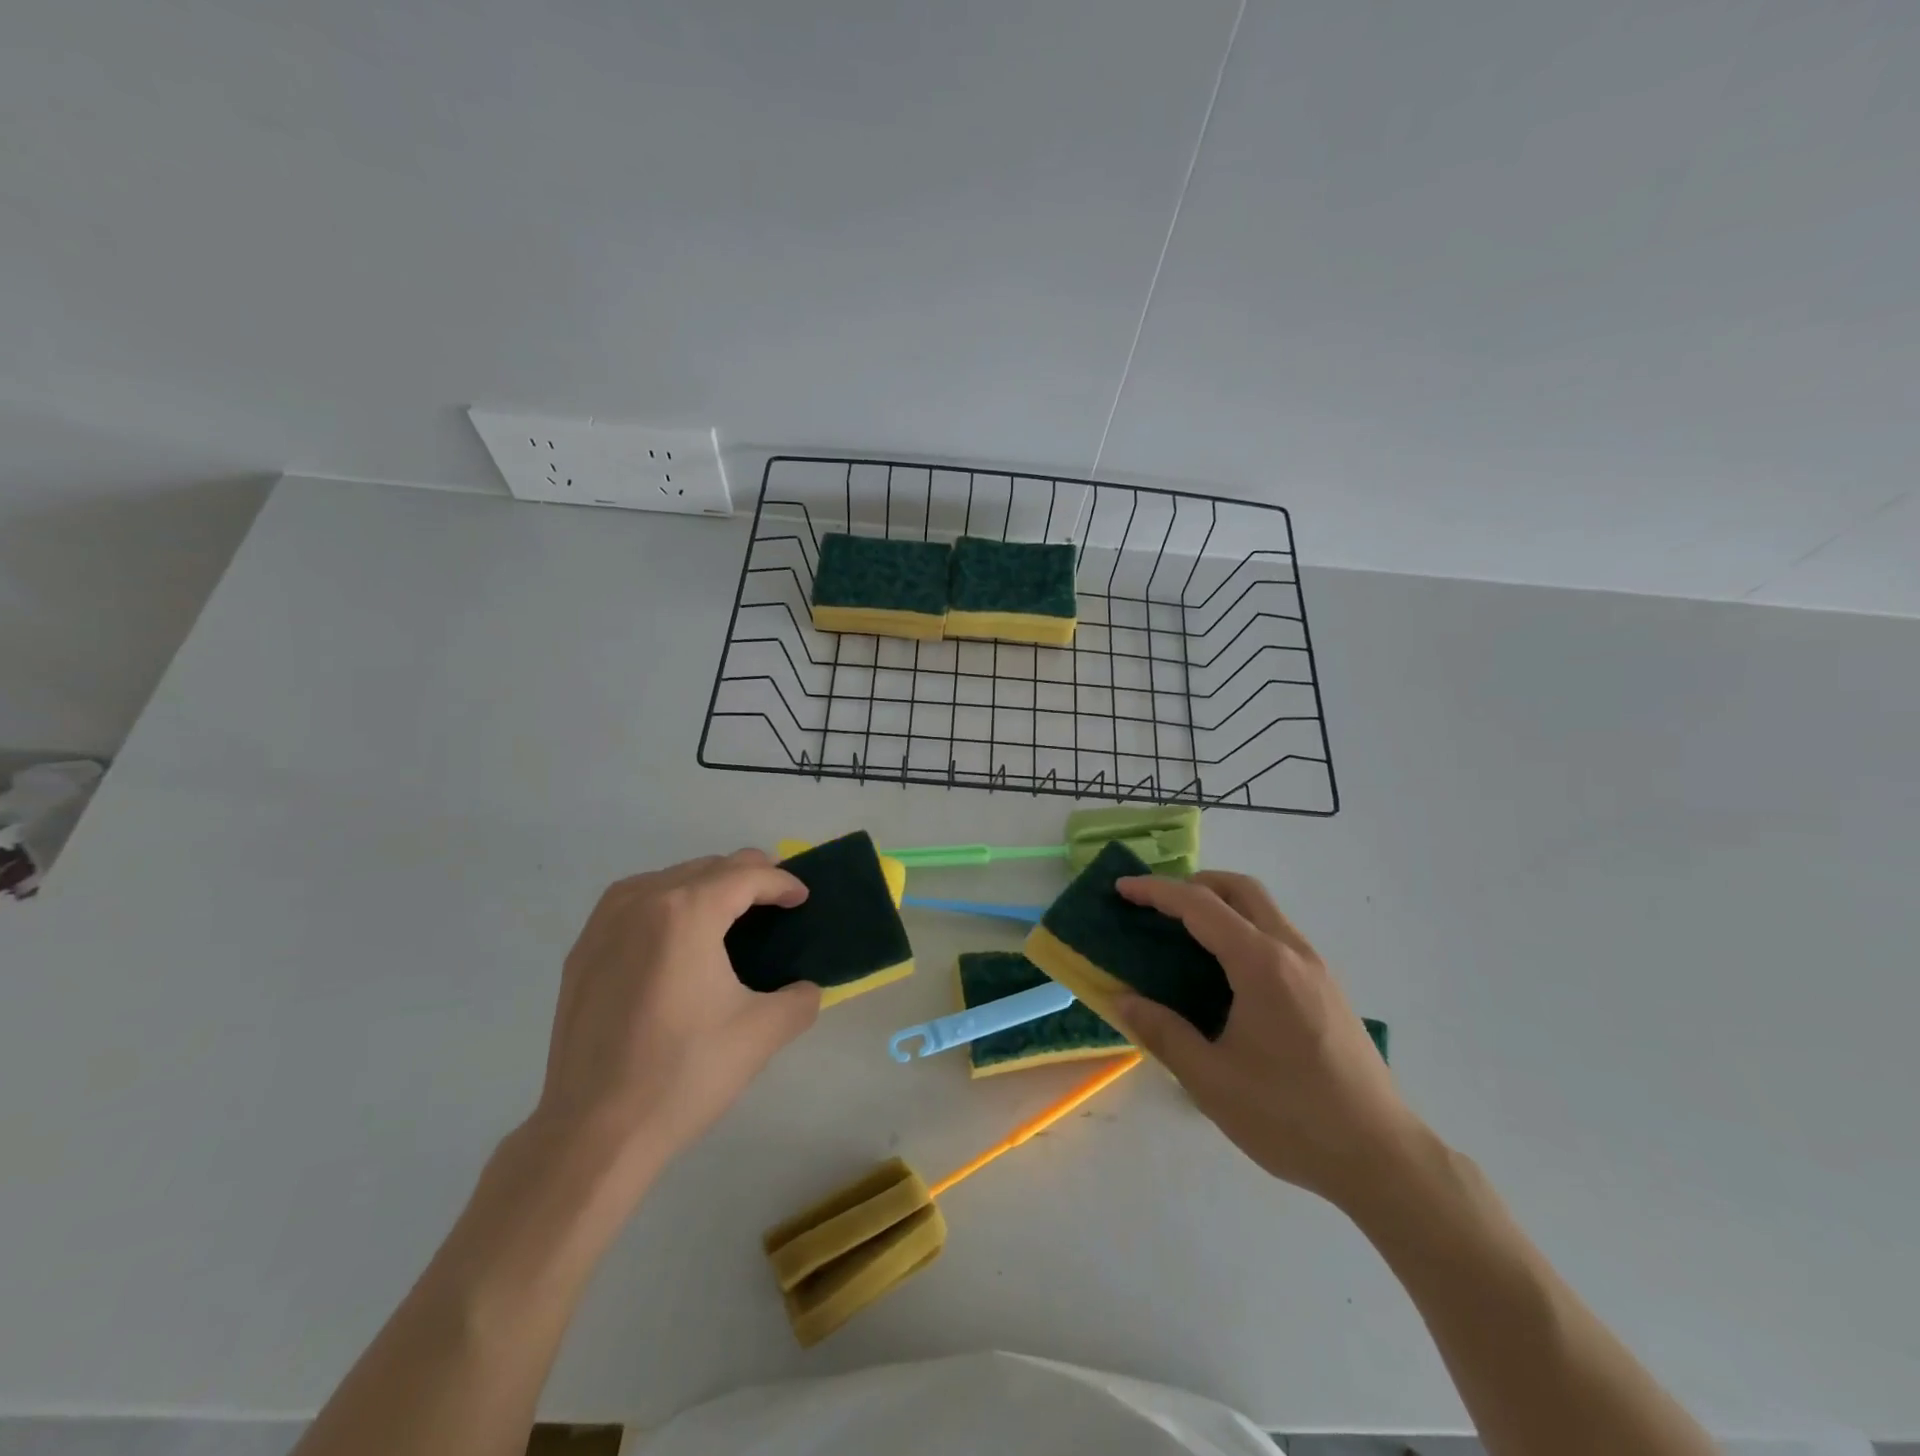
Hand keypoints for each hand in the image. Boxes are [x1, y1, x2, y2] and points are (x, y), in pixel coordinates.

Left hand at [525, 850, 820, 1185]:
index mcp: (687, 912)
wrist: (593, 1133)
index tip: (803, 898)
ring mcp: (604, 925)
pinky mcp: (582, 952)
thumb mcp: (762, 1033)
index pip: (746, 875)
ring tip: (729, 912)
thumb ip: (800, 999)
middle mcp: (641, 902)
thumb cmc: (683, 1074)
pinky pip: (632, 902)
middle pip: (707, 867)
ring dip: (705, 884)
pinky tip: (675, 934)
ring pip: (668, 878)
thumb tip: (806, 989)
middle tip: (775, 902)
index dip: (782, 882)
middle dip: (748, 876)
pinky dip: (665, 901)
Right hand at [1112, 871, 1427, 1211]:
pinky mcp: (1327, 988)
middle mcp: (1292, 952)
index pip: (1200, 906)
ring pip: (1264, 910)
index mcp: (1261, 965)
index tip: (1122, 889)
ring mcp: (1316, 968)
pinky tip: (1225, 972)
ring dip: (1221, 905)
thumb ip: (1163, 1032)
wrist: (1382, 1158)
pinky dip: (1243, 929)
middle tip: (1156, 905)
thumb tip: (1123, 1000)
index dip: (1156, 891)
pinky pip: (1277, 935)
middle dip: (1193, 884)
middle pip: (1240, 889)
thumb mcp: (1211, 1081)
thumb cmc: (1290, 1117)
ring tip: (1184, 934)